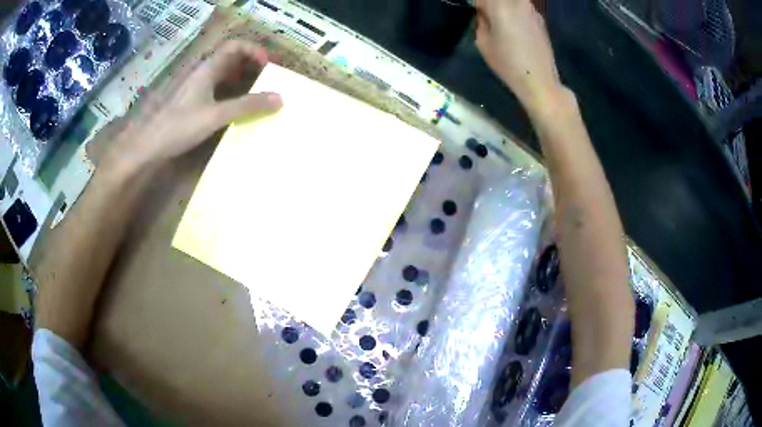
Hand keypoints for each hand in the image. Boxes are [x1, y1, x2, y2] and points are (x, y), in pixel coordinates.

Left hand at [104, 40, 282, 170]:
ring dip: (242, 81)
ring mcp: (196, 89)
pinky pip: (217, 91)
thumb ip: (246, 106)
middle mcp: (202, 74)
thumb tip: (280, 98)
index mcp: (207, 69)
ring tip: (256, 96)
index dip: (253, 50)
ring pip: (224, 76)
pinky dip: (231, 95)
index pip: (234, 46)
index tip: (267, 67)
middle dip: (251, 66)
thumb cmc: (180, 126)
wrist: (149, 146)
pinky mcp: (192, 103)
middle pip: (231, 59)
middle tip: (267, 82)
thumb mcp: (216, 115)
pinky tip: (236, 110)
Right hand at [475, 0, 562, 113]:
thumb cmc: (508, 63)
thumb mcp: (483, 42)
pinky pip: (522, 7)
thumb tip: (484, 13)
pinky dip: (515, 11)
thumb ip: (481, 21)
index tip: (474, 12)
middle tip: (485, 17)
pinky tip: (513, 26)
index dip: (476, 4)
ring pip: (512, 1)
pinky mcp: (540, 19)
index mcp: (500, 4)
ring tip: (498, 21)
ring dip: (503, 6)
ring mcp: (532, 9)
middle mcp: (518, 1)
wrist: (540, 81)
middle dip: (489, 4)